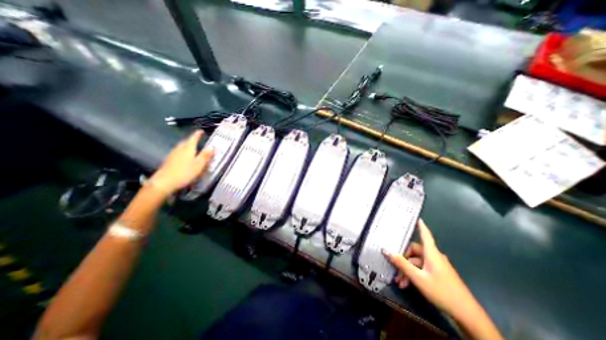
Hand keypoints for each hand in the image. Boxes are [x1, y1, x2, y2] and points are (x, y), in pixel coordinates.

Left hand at [148, 130, 213, 194]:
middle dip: (191, 140)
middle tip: (197, 140)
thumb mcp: (199, 165)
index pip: (193, 139)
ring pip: (181, 147)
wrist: (164, 182)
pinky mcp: (169, 161)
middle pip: (186, 142)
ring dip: (187, 146)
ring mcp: (173, 155)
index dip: (197, 134)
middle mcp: (179, 149)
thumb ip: (205, 155)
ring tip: (192, 148)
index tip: (201, 131)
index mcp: (188, 149)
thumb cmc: (184, 172)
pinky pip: (178, 153)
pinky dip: (183, 152)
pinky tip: (184, 157)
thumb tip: (212, 147)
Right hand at [385, 221, 480, 318]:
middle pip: (415, 251)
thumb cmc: (441, 291)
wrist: (467, 315)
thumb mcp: (417, 277)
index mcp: (432, 253)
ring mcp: (436, 266)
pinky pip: (422, 270)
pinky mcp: (438, 275)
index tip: (417, 217)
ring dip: (407, 270)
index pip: (425, 235)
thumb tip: (386, 250)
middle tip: (394, 267)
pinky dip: (413, 275)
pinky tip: (406, 284)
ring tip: (399, 281)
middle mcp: (434, 257)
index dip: (421, 226)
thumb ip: (401, 263)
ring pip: (417, 263)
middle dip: (403, 259)